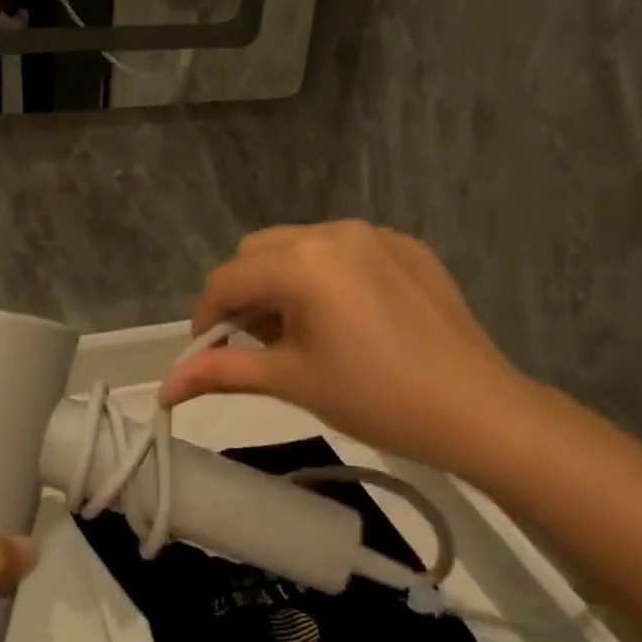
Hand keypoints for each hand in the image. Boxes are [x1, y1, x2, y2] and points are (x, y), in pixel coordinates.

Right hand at [159, 222, 540, 478]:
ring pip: (300, 246)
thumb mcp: (291, 381)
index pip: (226, 281)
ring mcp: (375, 234)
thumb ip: (222, 372)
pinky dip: (328, 276)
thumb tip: (164, 389)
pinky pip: (345, 250)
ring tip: (305, 332)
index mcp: (301, 262)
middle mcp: (333, 232)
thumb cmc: (374, 398)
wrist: (477, 409)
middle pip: (259, 253)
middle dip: (246, 295)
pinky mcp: (407, 247)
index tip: (210, 356)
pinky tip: (351, 319)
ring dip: (284, 282)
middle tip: (261, 345)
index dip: (207, 320)